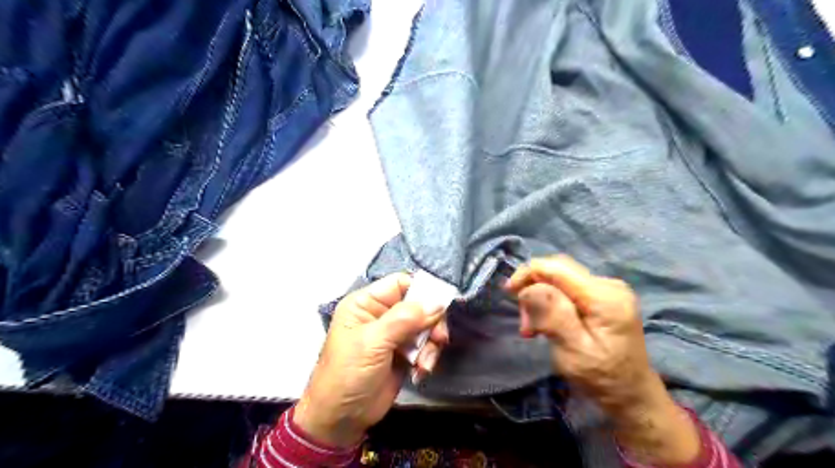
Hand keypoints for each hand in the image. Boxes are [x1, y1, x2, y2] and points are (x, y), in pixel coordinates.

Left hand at [295, 273, 449, 446]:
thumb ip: (405, 319)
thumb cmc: (348, 373)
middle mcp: (381, 314)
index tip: (441, 305)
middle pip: (418, 304)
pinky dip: (427, 357)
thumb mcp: (373, 342)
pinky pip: (425, 345)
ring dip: (430, 344)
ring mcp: (393, 334)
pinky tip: (420, 372)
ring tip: (424, 363)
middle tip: (439, 339)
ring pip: (425, 326)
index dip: (422, 290)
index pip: (400, 283)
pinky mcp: (403, 353)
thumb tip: (437, 302)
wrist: (341, 419)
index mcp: (366, 303)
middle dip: (431, 322)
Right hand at [506, 257, 699, 464]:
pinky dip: (551, 303)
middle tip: (525, 323)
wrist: (631, 394)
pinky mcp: (603, 297)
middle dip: (533, 290)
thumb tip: (530, 287)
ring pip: (559, 280)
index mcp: (604, 297)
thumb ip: (553, 315)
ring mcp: (607, 289)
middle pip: (558, 271)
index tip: (509, 292)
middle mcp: (608, 285)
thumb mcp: (573, 351)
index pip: (557, 267)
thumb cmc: (602, 378)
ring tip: (533, 329)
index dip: (528, 273)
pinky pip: (568, 289)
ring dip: (540, 299)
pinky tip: (547, 323)